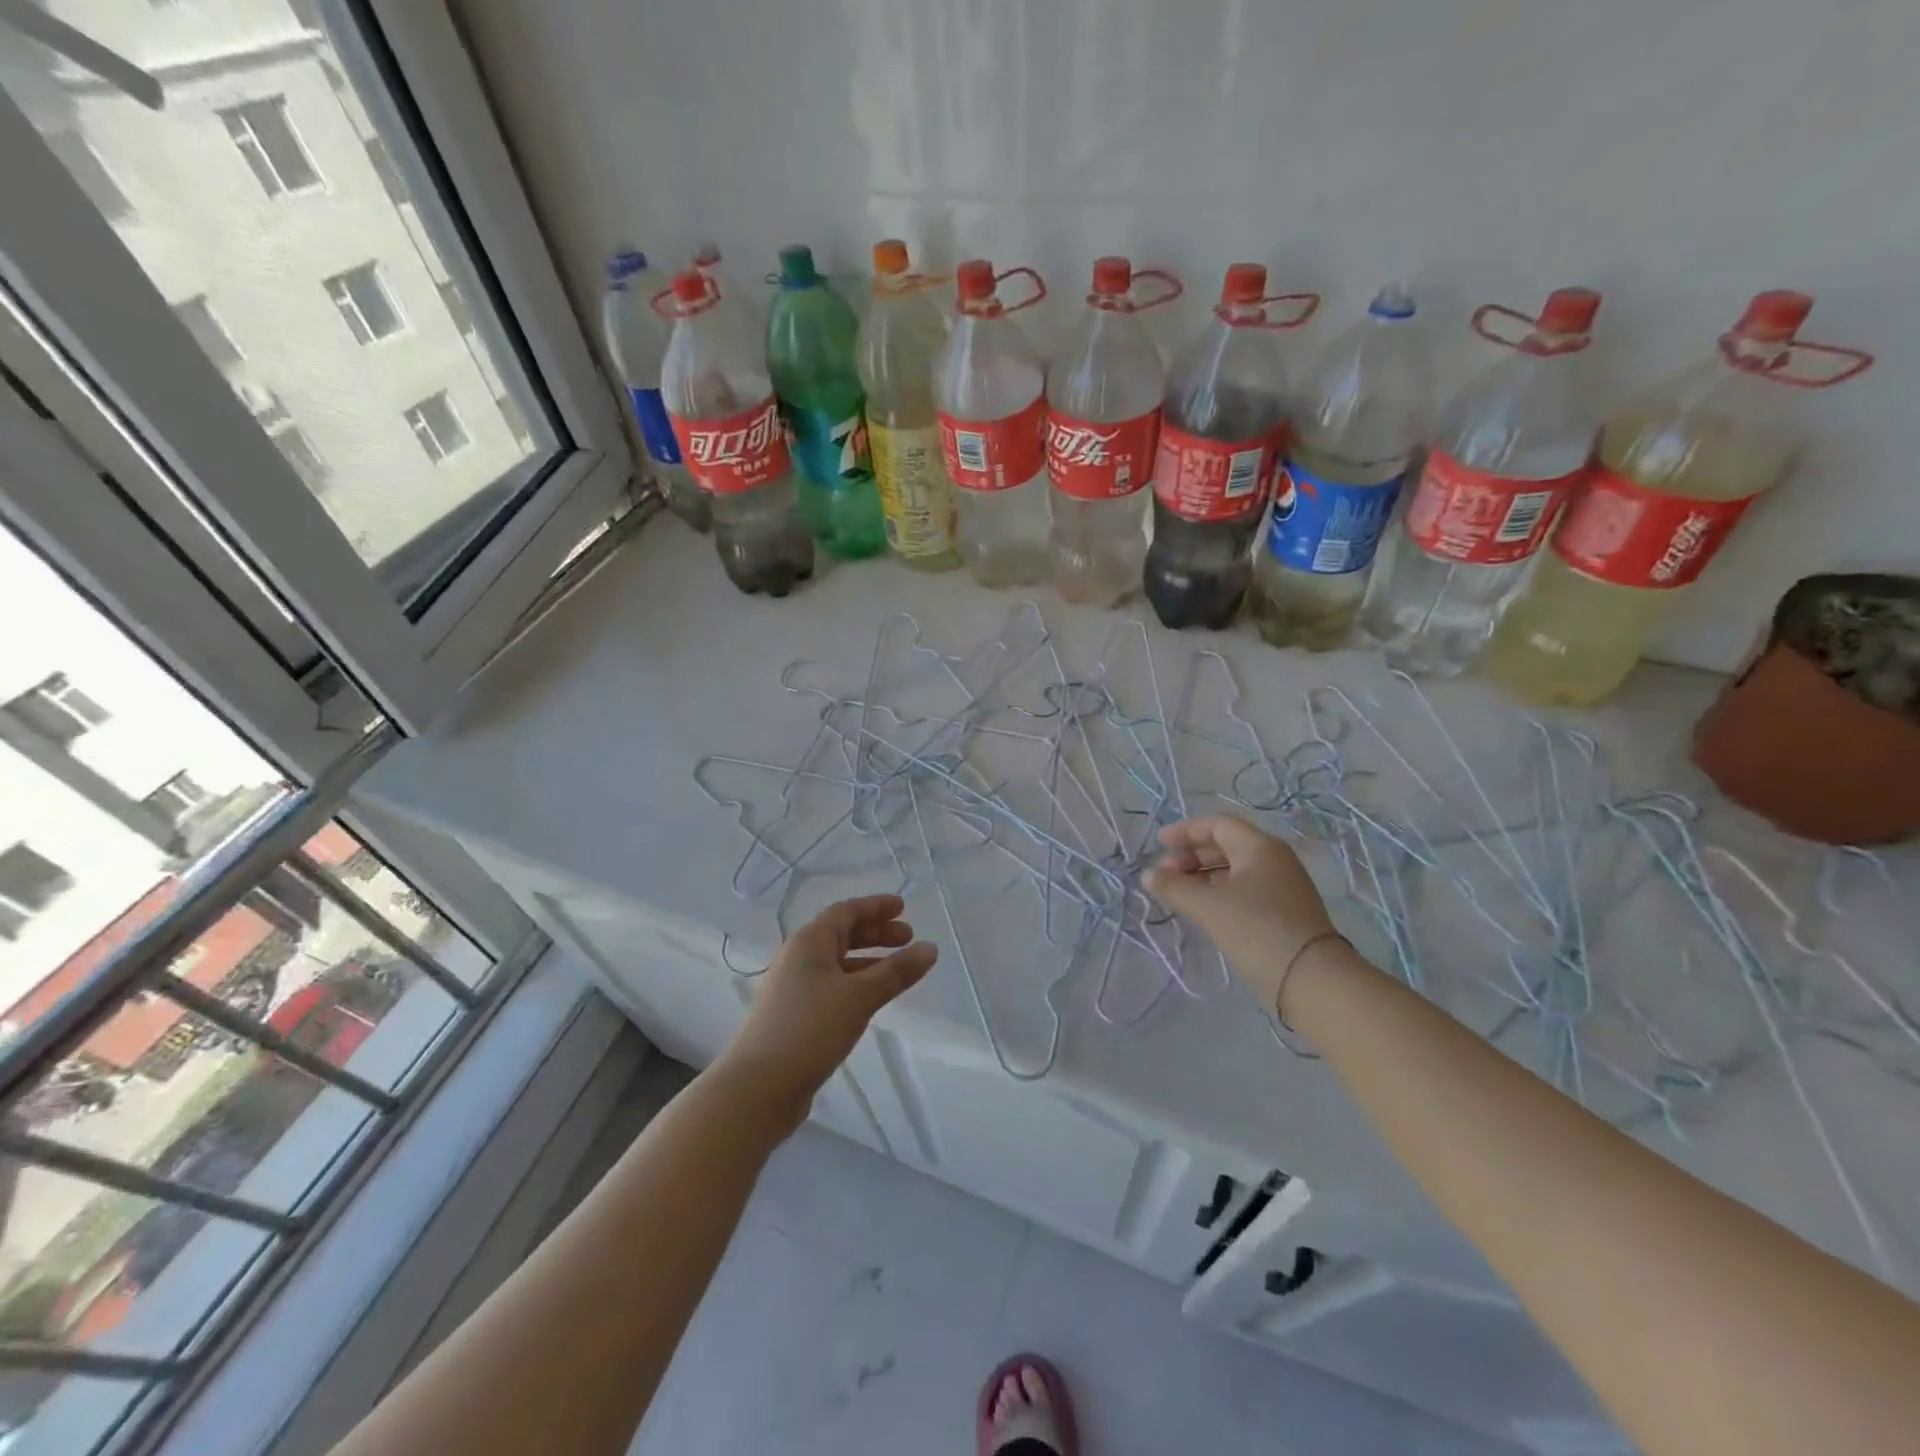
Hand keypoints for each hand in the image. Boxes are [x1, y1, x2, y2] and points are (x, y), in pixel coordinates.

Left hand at [720, 895, 936, 1125]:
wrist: (758, 1088)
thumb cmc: (810, 1030)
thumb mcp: (860, 996)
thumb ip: (897, 972)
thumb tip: (931, 948)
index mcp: (809, 942)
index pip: (846, 911)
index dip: (875, 906)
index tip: (903, 908)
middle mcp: (799, 958)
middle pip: (841, 934)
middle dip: (876, 933)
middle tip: (908, 938)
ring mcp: (795, 988)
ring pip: (838, 962)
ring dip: (869, 960)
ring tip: (898, 971)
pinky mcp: (796, 1015)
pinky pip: (833, 986)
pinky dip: (857, 983)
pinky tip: (872, 1000)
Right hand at [1143, 814, 1335, 1016]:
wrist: (1312, 979)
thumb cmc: (1256, 929)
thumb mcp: (1207, 905)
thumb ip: (1174, 886)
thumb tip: (1149, 875)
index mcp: (1259, 846)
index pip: (1217, 824)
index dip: (1185, 831)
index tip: (1159, 845)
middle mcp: (1274, 859)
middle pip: (1226, 845)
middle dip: (1192, 856)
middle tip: (1166, 874)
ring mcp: (1283, 886)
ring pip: (1235, 870)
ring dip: (1203, 876)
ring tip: (1179, 894)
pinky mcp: (1285, 912)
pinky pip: (1245, 890)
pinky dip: (1219, 893)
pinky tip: (1204, 910)